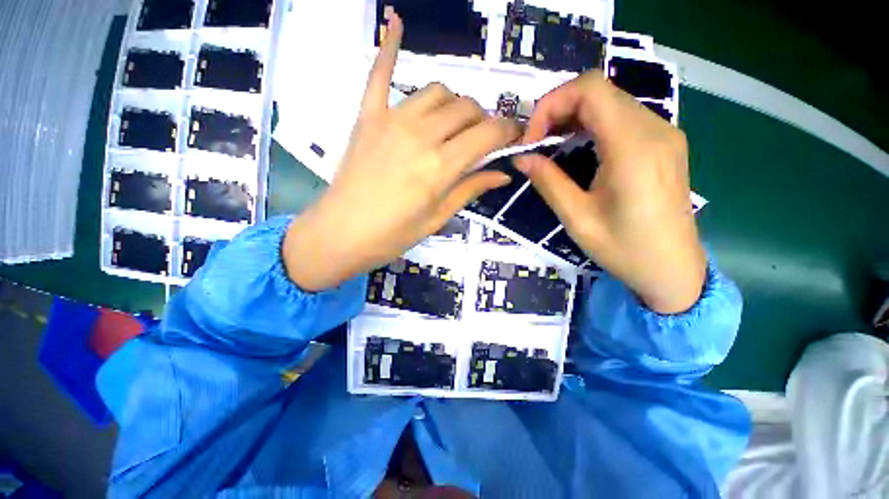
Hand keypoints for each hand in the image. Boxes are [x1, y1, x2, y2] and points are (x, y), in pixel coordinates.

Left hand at [284, 14, 520, 291]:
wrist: (341, 233)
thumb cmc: (393, 235)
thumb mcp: (437, 218)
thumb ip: (470, 189)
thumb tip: (502, 174)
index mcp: (441, 167)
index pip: (488, 133)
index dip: (508, 131)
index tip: (515, 136)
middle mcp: (421, 135)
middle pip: (466, 107)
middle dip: (483, 120)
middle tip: (481, 140)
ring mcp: (392, 120)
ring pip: (438, 91)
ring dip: (454, 104)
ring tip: (452, 124)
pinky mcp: (368, 117)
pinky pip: (379, 73)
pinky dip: (390, 46)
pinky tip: (397, 21)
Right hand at [516, 72, 705, 313]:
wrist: (673, 269)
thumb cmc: (624, 249)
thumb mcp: (577, 218)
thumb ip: (548, 182)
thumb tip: (522, 158)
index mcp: (633, 147)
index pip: (589, 90)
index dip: (551, 104)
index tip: (531, 139)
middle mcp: (654, 129)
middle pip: (599, 91)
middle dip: (558, 110)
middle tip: (536, 144)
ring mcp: (663, 134)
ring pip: (610, 102)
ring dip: (573, 117)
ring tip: (551, 146)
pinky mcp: (664, 144)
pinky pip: (622, 118)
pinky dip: (592, 125)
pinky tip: (578, 149)